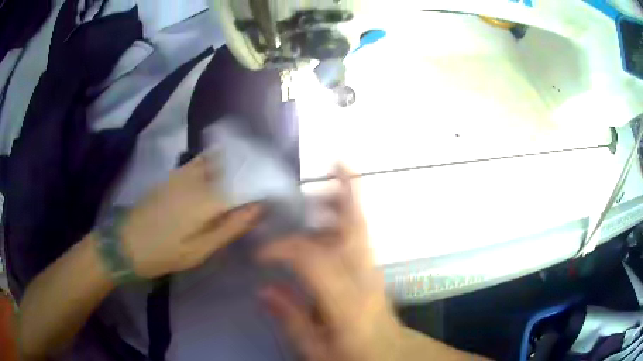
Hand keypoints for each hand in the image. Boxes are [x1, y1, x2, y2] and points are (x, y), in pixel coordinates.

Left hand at [122, 156, 261, 278]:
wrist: (126, 242)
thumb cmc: (164, 252)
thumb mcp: (200, 250)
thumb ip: (230, 227)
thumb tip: (258, 208)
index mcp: (206, 199)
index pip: (245, 182)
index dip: (264, 183)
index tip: (278, 190)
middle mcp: (197, 178)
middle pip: (233, 165)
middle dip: (254, 168)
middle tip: (269, 180)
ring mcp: (183, 172)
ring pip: (218, 159)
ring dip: (237, 163)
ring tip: (252, 174)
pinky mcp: (174, 174)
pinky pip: (203, 161)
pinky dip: (219, 162)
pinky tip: (225, 172)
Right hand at [257, 166, 402, 360]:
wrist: (388, 354)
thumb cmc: (352, 354)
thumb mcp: (316, 349)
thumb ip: (291, 319)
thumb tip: (265, 289)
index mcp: (346, 302)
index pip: (314, 259)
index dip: (285, 248)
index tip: (262, 254)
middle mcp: (364, 278)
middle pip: (356, 228)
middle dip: (346, 194)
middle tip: (334, 164)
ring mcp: (373, 270)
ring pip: (362, 225)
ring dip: (349, 197)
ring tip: (334, 174)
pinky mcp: (374, 269)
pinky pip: (361, 233)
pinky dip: (351, 212)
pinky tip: (334, 207)